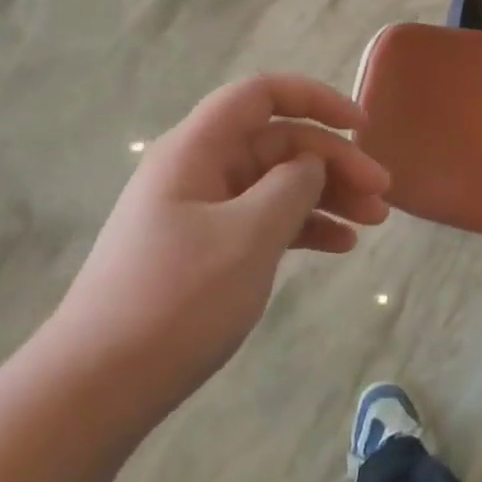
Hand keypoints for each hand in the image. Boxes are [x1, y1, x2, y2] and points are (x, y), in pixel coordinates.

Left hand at [43, 74, 389, 418]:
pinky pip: (265, 221)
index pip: (261, 95)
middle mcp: (199, 170)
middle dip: (335, 162)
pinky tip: (340, 246)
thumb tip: (310, 164)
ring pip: (278, 184)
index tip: (362, 126)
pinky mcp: (206, 250)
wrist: (99, 386)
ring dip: (328, 196)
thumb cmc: (177, 300)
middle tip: (382, 195)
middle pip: (279, 143)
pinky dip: (305, 227)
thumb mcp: (248, 236)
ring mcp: (201, 212)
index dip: (316, 99)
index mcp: (198, 150)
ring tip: (374, 222)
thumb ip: (291, 186)